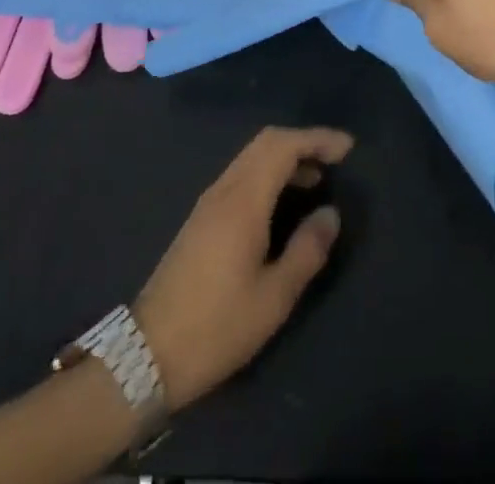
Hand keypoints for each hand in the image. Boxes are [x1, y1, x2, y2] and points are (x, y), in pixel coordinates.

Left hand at [133, 127, 350, 409]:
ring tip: (316, 179)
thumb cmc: (216, 327)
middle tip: (335, 159)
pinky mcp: (201, 219)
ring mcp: (208, 202)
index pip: (283, 145)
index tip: (347, 148)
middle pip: (266, 142)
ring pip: (251, 157)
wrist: (147, 355)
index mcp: (243, 200)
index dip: (317, 138)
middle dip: (303, 141)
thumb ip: (306, 251)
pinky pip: (241, 175)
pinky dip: (268, 173)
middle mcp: (224, 189)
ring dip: (285, 157)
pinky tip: (282, 202)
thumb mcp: (273, 298)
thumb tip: (330, 213)